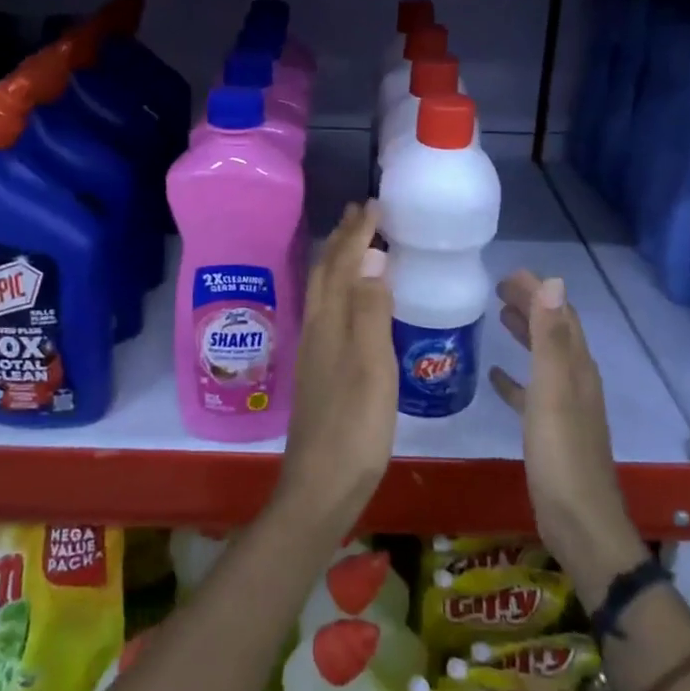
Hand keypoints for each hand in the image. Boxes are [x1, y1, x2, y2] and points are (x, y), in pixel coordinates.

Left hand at [276, 202, 397, 543]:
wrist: (321, 486)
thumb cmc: (354, 426)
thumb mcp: (371, 366)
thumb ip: (370, 311)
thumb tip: (372, 257)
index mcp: (329, 322)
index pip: (341, 264)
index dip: (357, 233)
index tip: (373, 204)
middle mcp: (316, 329)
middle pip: (325, 273)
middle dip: (342, 239)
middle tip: (361, 212)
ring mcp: (315, 351)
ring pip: (324, 291)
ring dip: (338, 261)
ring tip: (356, 244)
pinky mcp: (320, 371)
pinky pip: (330, 312)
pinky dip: (341, 290)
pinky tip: (353, 302)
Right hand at [491, 272, 645, 606]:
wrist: (579, 523)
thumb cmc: (561, 454)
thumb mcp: (552, 390)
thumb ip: (550, 337)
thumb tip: (553, 281)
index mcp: (577, 367)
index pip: (559, 314)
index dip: (537, 290)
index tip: (507, 273)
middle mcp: (575, 381)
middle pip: (553, 332)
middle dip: (530, 306)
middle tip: (496, 288)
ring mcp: (564, 407)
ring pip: (543, 358)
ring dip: (524, 334)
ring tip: (497, 317)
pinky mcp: (551, 431)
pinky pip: (531, 393)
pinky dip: (515, 378)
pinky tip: (495, 377)